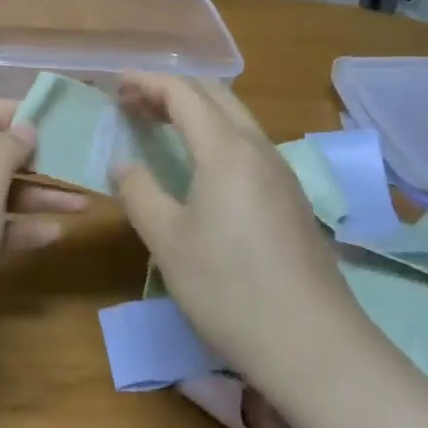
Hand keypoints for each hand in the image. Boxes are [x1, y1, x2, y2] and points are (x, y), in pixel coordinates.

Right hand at [110, 74, 360, 380]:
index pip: (183, 93)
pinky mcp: (291, 199)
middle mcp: (258, 149)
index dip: (146, 82)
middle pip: (214, 94)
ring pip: (235, 118)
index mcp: (226, 149)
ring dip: (194, 110)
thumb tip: (123, 163)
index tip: (115, 85)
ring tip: (159, 125)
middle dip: (170, 90)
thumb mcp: (167, 240)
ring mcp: (281, 173)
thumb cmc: (228, 287)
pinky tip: (198, 164)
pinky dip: (214, 134)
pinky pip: (247, 144)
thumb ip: (138, 191)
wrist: (313, 346)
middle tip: (132, 103)